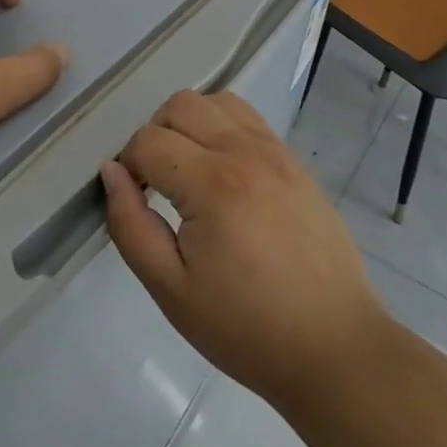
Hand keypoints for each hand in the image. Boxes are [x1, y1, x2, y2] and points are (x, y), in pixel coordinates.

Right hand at [100, 90, 391, 413]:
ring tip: (189, 170)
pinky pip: (248, 118)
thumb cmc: (246, 328)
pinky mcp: (294, 161)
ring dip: (190, 123)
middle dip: (154, 135)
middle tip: (157, 183)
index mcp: (212, 184)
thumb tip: (112, 172)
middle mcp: (244, 152)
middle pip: (180, 105)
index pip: (148, 141)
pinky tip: (223, 172)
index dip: (128, 166)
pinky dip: (223, 127)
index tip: (135, 201)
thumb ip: (130, 225)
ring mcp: (275, 152)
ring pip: (216, 100)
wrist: (334, 347)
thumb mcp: (171, 290)